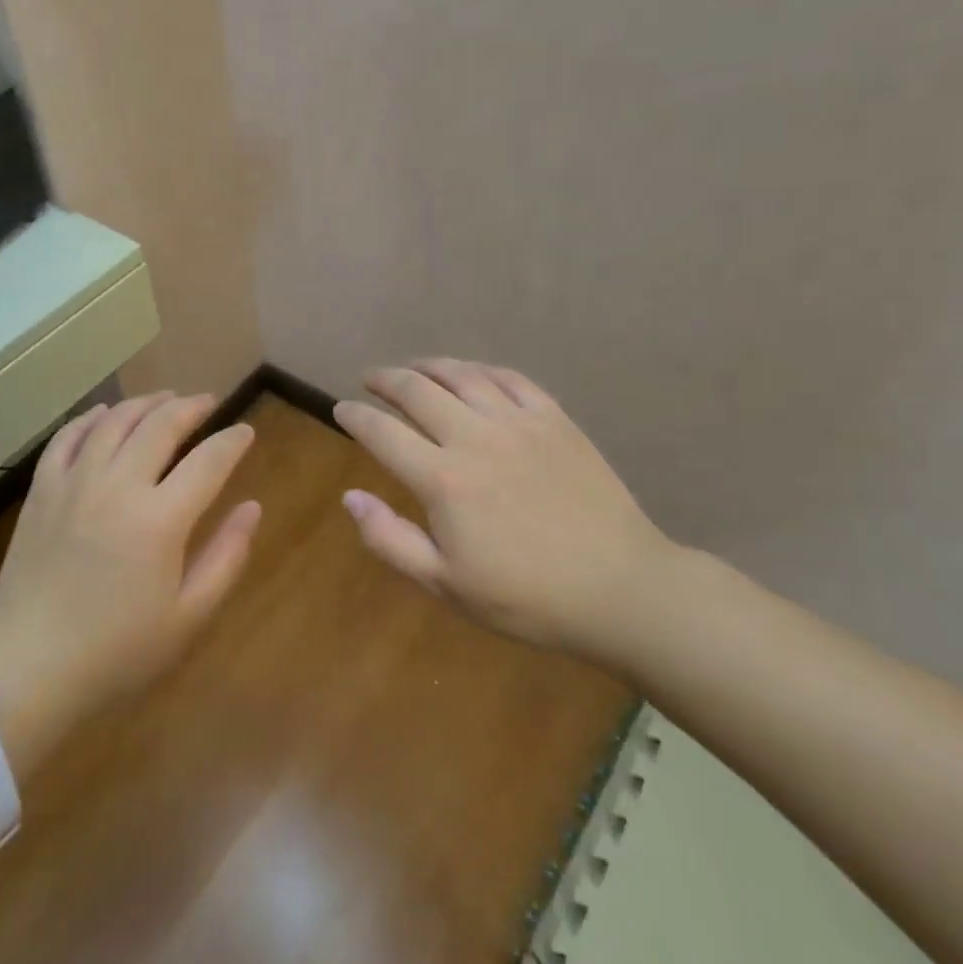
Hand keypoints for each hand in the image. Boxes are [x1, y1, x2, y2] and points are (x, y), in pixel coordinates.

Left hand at [0, 393, 261, 753]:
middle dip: (191, 407)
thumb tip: (252, 507)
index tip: (245, 431)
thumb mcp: (187, 616)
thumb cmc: (117, 650)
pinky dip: (92, 418)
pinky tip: (105, 414)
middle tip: (208, 403)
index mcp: (160, 519)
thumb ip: (226, 556)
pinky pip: (69, 436)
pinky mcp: (42, 489)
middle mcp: (119, 485)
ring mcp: (75, 482)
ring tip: (165, 398)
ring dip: (146, 403)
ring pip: (116, 420)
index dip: (232, 441)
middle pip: (161, 425)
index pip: (208, 461)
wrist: (28, 667)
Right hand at [333, 359, 674, 661]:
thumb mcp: (446, 584)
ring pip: (460, 374)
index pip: (382, 432)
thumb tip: (349, 497)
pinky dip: (479, 369)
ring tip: (412, 369)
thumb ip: (390, 539)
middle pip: (416, 390)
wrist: (621, 590)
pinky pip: (508, 378)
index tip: (341, 409)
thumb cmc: (527, 597)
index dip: (355, 416)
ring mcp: (517, 422)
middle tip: (370, 380)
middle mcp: (474, 437)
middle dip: (385, 379)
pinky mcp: (554, 418)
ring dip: (427, 366)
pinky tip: (470, 373)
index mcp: (443, 479)